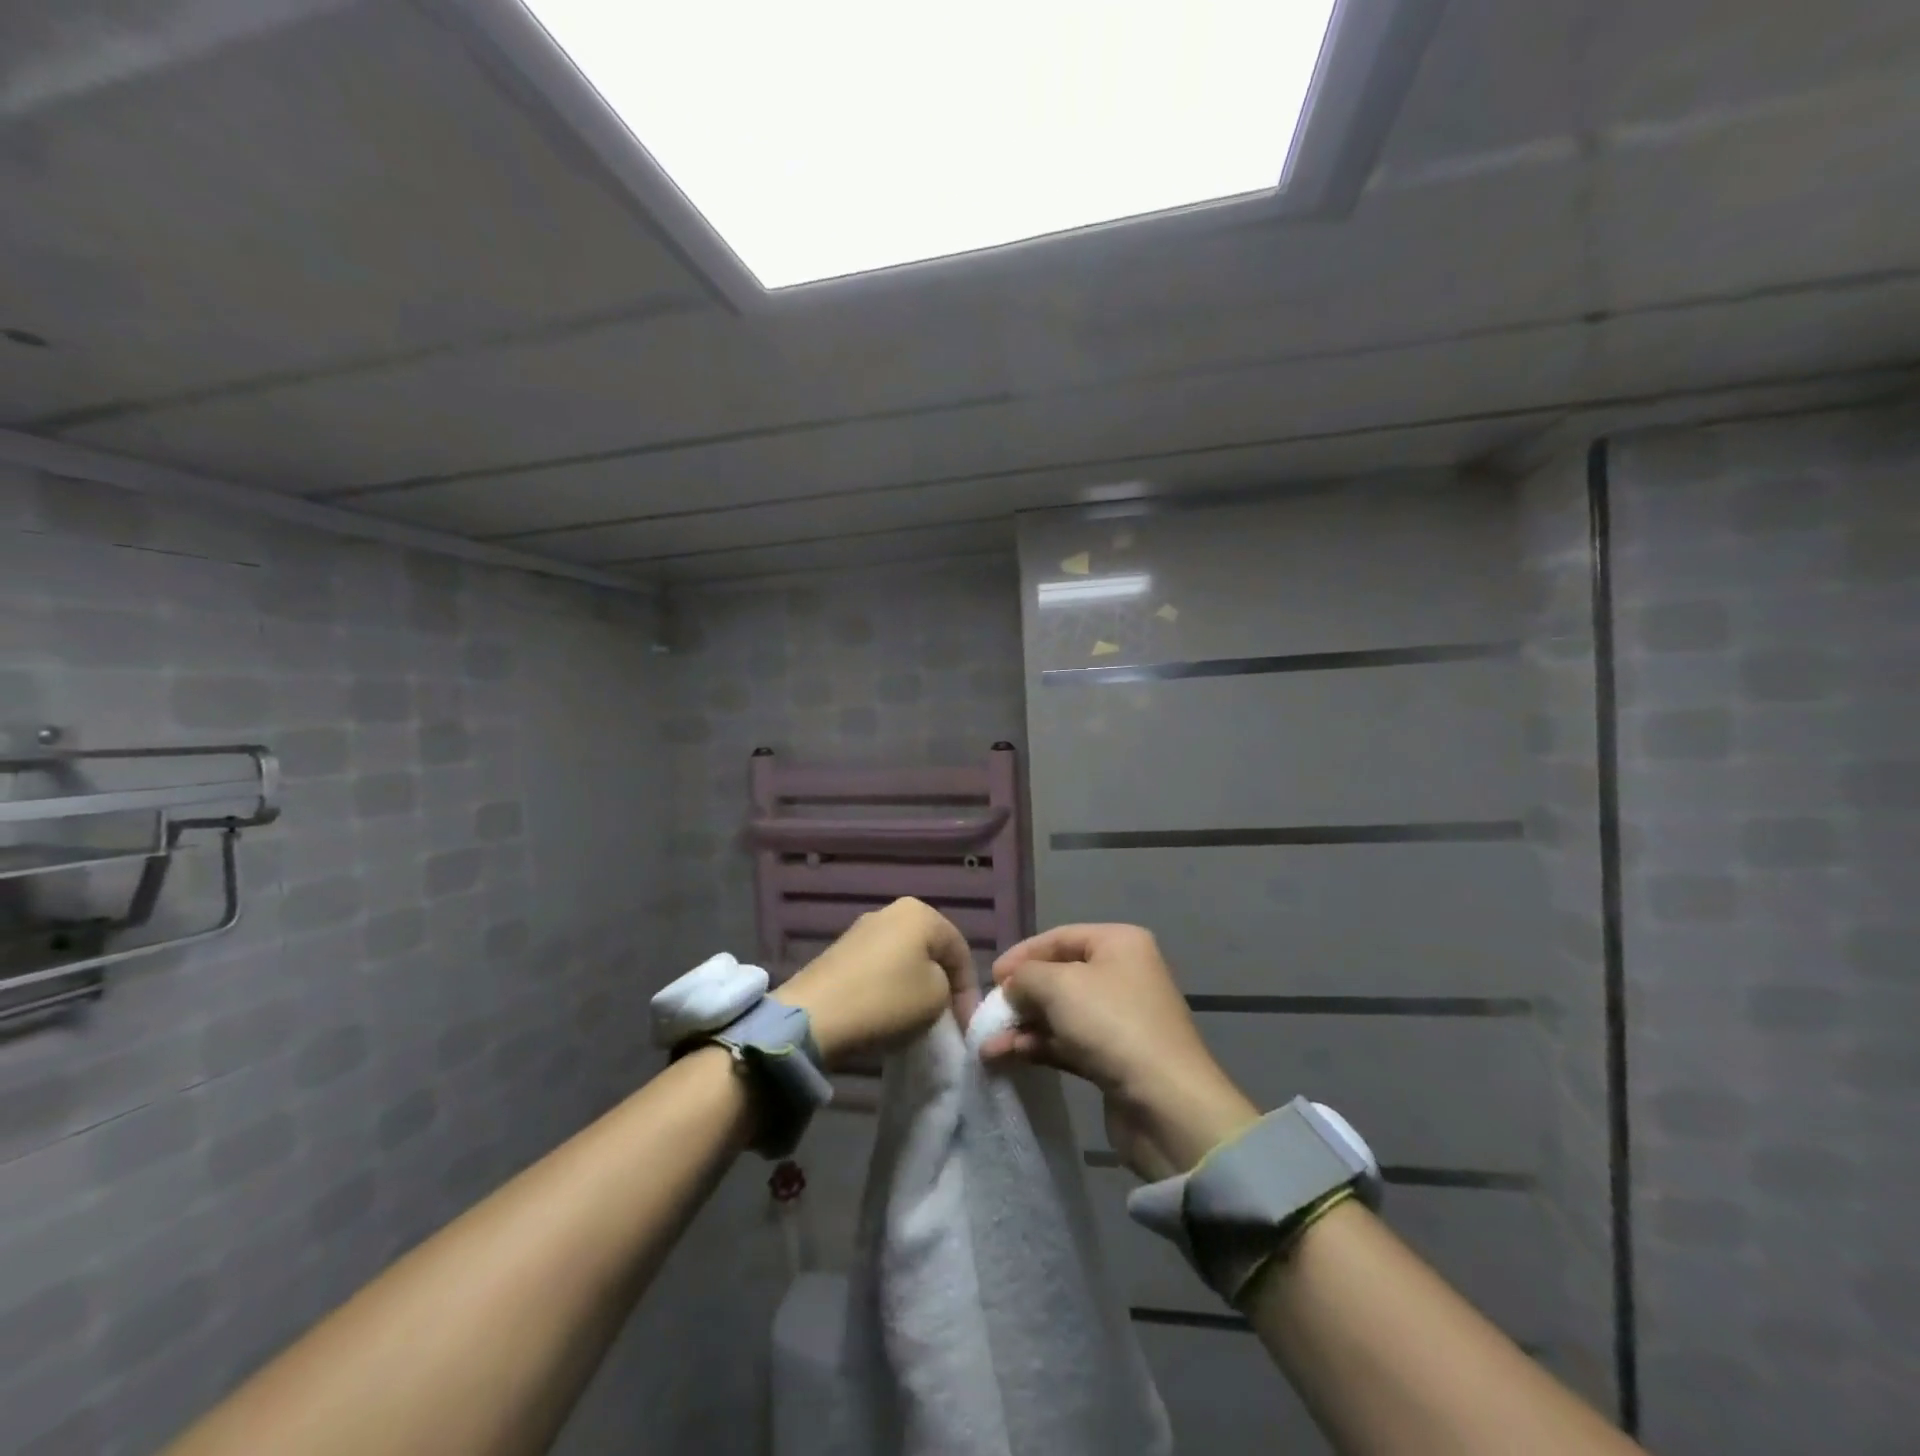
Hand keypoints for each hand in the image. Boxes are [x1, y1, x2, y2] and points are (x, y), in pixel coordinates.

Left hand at [773, 898, 976, 1063]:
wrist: (814, 1017)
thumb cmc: (886, 1000)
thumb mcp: (937, 997)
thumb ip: (948, 988)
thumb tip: (936, 991)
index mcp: (920, 913)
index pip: (960, 951)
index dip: (969, 991)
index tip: (966, 1026)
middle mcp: (891, 911)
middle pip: (931, 952)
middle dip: (943, 986)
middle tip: (947, 1020)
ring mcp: (862, 930)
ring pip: (905, 960)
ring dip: (916, 988)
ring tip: (918, 1020)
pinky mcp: (840, 952)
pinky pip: (879, 968)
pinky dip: (890, 989)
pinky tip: (887, 1013)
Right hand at [979, 924, 1257, 1180]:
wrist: (1166, 1104)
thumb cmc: (1112, 1024)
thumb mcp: (1058, 985)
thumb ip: (1025, 977)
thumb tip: (1012, 987)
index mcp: (1119, 943)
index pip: (1059, 937)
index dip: (1021, 954)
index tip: (990, 978)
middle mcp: (1122, 974)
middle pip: (1058, 976)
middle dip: (1020, 996)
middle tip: (988, 1014)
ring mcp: (1119, 1018)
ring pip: (1059, 1013)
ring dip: (1022, 1027)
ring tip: (987, 1046)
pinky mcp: (1114, 1057)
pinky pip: (1067, 1043)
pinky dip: (1038, 1047)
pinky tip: (1007, 1058)